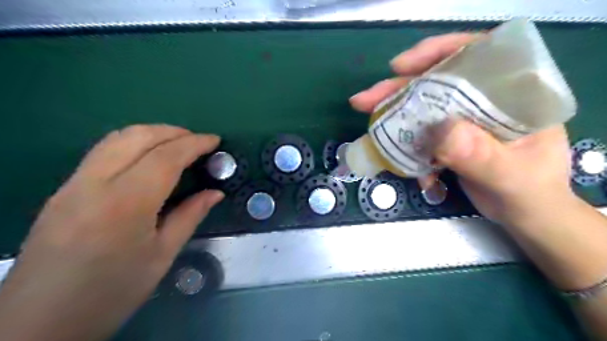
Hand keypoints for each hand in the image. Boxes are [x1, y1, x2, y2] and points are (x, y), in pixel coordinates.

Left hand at [0, 126, 221, 340]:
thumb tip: (215, 193)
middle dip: (173, 131)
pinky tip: (147, 157)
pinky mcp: (64, 189)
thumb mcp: (162, 255)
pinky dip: (133, 143)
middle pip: (137, 137)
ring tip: (177, 144)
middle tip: (199, 141)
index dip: (194, 144)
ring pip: (116, 138)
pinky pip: (103, 151)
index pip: (165, 157)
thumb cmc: (113, 291)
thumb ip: (190, 216)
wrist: (39, 323)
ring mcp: (73, 184)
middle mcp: (94, 184)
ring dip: (152, 133)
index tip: (215, 140)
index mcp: (126, 204)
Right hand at [349, 33, 575, 229]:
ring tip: (368, 117)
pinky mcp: (449, 138)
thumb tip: (441, 131)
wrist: (524, 215)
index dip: (436, 53)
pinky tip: (392, 151)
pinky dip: (403, 139)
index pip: (475, 54)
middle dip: (399, 87)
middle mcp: (484, 100)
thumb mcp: (510, 176)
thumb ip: (481, 155)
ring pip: (422, 106)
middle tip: (366, 99)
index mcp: (512, 94)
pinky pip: (419, 131)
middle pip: (436, 81)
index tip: (401, 66)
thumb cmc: (530, 193)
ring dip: (394, 112)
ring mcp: (463, 120)